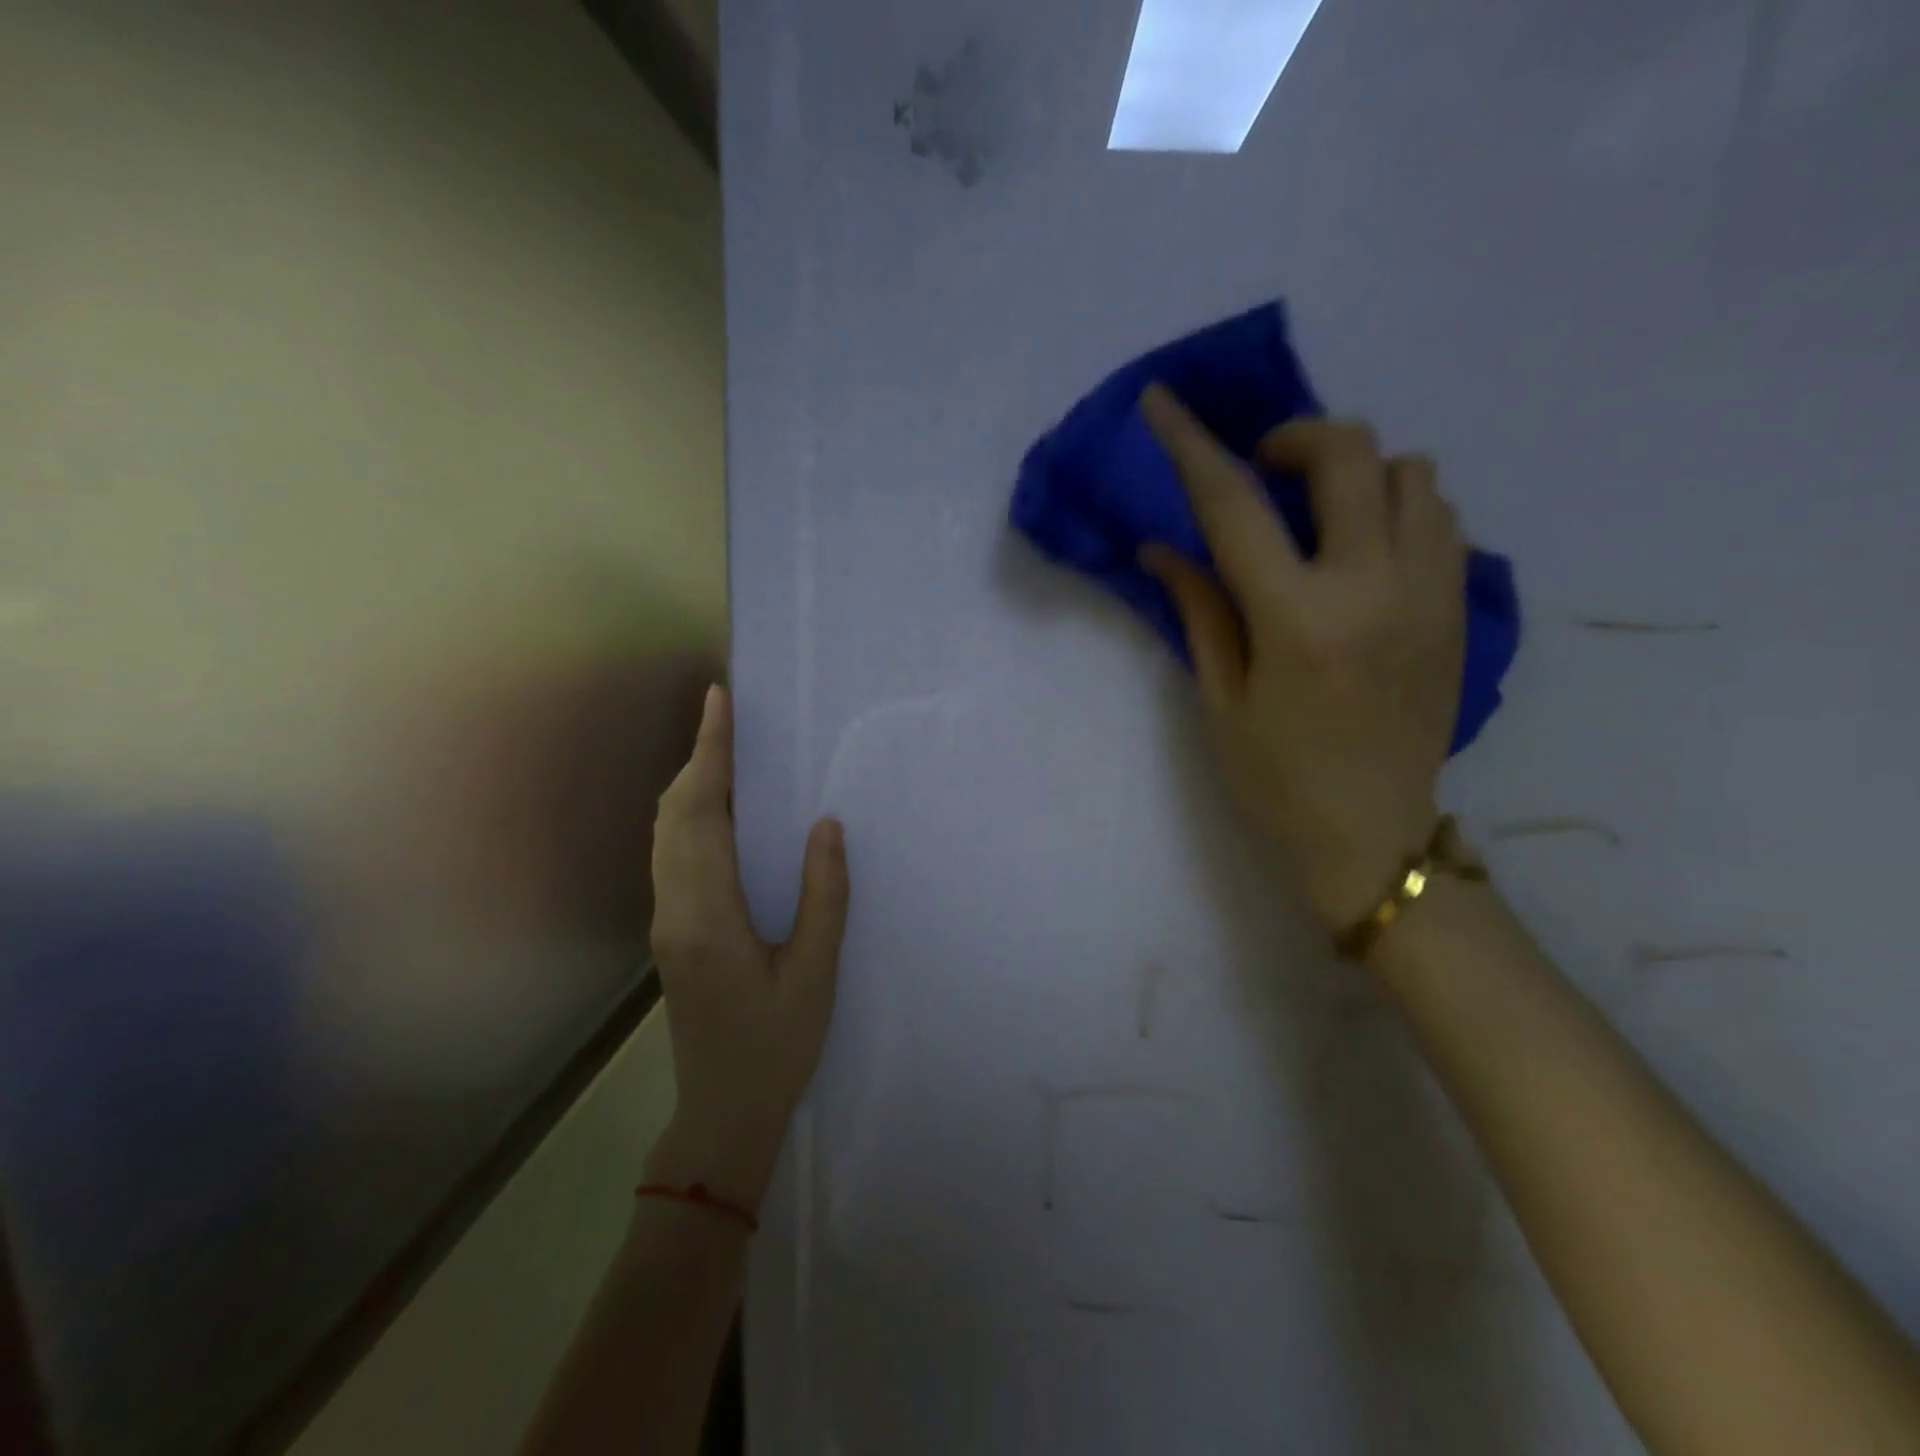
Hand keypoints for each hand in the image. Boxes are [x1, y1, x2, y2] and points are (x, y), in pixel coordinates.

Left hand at [645, 686, 849, 1204]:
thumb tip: (825, 825)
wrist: (723, 1113)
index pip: (701, 812)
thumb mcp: (814, 973)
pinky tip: (720, 813)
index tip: (718, 702)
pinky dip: (690, 815)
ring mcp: (666, 920)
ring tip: (726, 752)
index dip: (709, 752)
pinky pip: (672, 854)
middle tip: (730, 717)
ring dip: (691, 785)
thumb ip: (823, 895)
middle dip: (698, 758)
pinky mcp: (671, 931)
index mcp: (707, 914)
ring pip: (666, 832)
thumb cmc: (776, 1047)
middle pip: (673, 813)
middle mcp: (674, 907)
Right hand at [1138, 384, 1465, 931]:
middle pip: (1348, 454)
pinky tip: (1365, 553)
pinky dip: (1398, 510)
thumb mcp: (1221, 700)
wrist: (1375, 838)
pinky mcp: (1460, 610)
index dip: (1191, 445)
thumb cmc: (1277, 780)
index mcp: (1297, 619)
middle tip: (1263, 473)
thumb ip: (1199, 609)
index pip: (1234, 506)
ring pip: (1413, 472)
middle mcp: (1373, 588)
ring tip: (1321, 517)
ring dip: (1356, 474)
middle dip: (1294, 440)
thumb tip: (1163, 546)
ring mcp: (1431, 594)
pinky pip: (1441, 518)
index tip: (1164, 402)